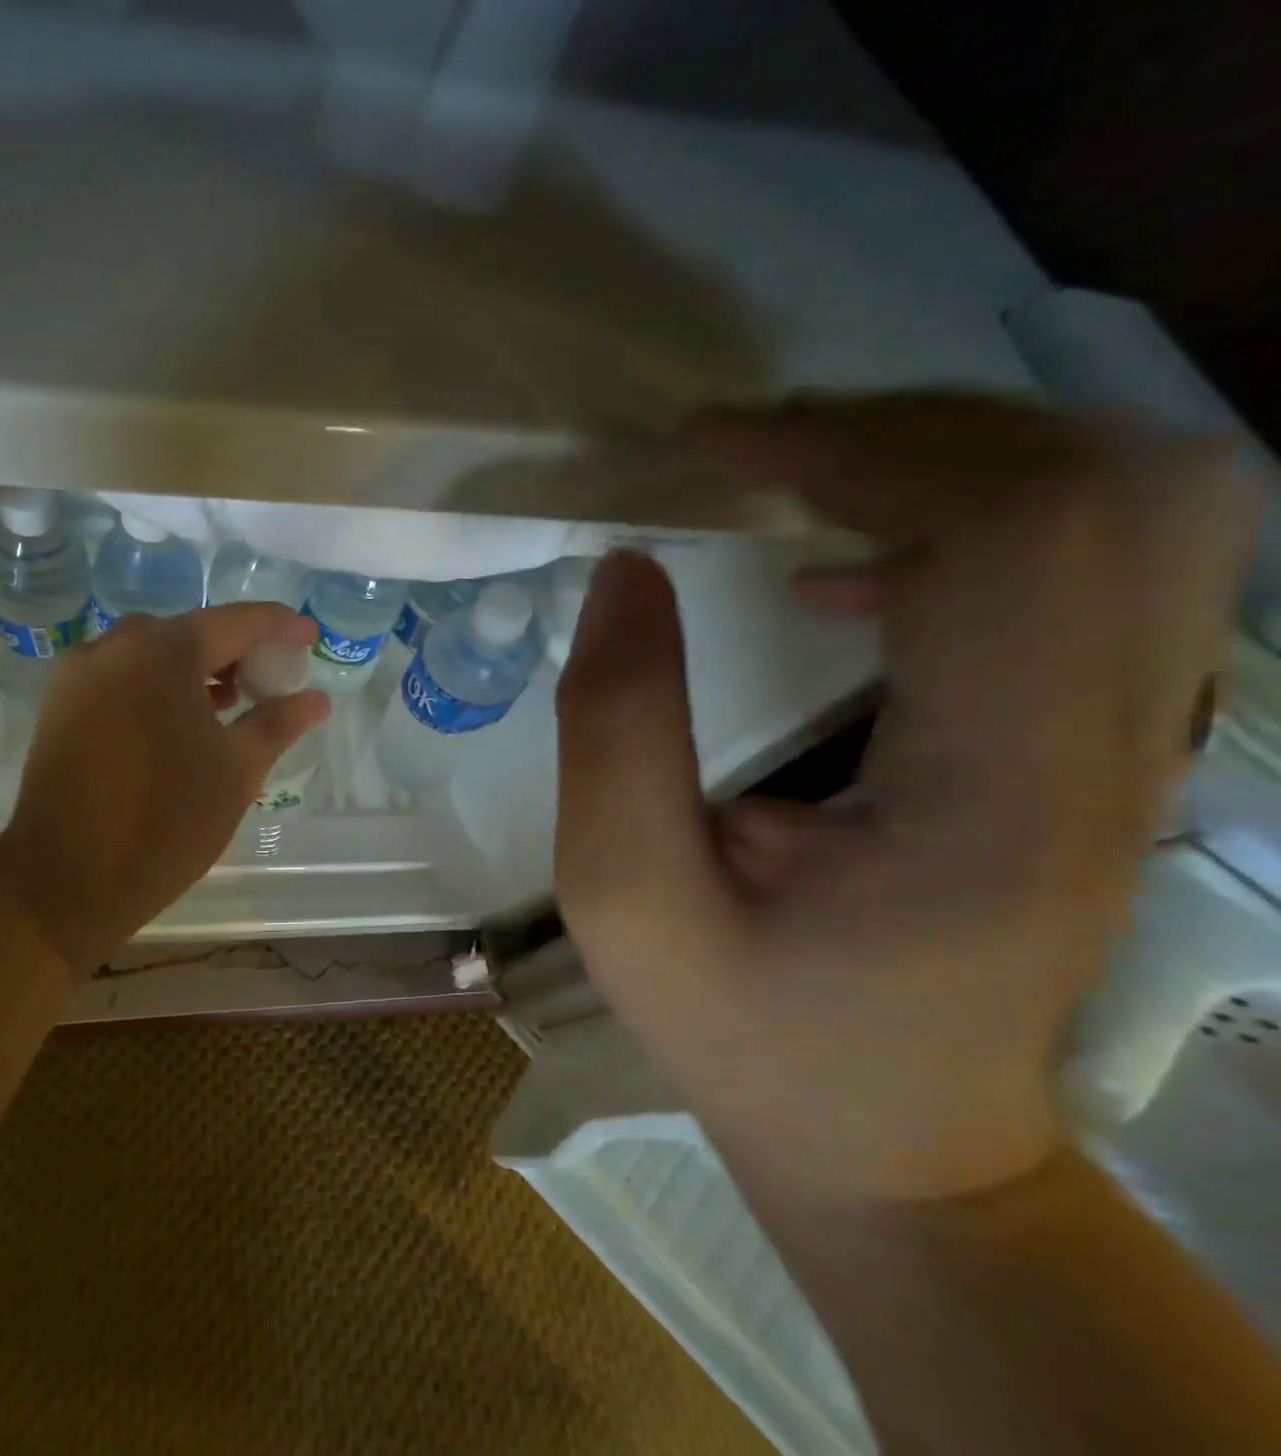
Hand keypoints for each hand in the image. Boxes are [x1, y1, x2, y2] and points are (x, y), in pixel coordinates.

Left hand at [0, 604, 329, 970]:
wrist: (65, 881)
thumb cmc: (165, 820)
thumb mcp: (237, 771)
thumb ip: (278, 723)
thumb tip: (316, 699)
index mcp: (162, 653)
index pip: (234, 622)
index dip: (278, 626)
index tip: (309, 637)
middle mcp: (113, 648)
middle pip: (188, 633)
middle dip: (233, 650)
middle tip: (267, 680)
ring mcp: (78, 676)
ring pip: (149, 654)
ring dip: (193, 669)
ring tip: (229, 704)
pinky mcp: (59, 707)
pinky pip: (120, 678)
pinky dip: (156, 687)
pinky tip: (179, 724)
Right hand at [554, 393, 1256, 1201]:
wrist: (895, 1145)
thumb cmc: (747, 1035)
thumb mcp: (626, 900)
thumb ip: (612, 731)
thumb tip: (626, 572)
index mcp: (996, 796)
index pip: (1005, 534)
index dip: (854, 451)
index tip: (710, 449)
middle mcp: (1115, 748)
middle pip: (1108, 487)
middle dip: (913, 434)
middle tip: (760, 459)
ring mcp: (1134, 742)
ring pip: (1130, 509)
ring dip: (950, 463)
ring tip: (800, 490)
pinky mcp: (1103, 744)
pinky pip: (1096, 568)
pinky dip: (971, 521)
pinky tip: (848, 576)